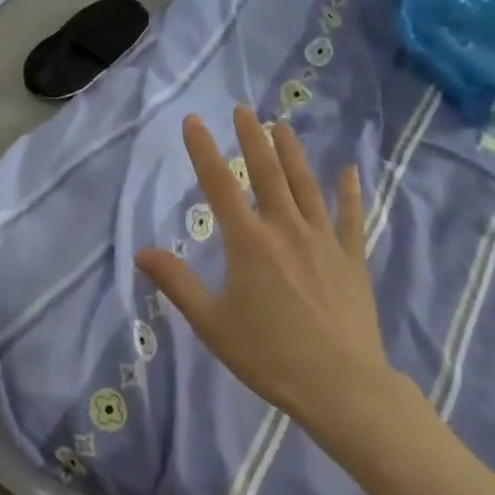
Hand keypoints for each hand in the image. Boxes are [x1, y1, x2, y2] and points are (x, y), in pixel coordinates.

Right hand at [135, 108, 406, 454]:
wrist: (340, 384)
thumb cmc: (268, 354)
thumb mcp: (211, 322)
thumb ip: (176, 283)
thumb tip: (142, 252)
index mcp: (248, 242)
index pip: (219, 185)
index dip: (204, 150)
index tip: (194, 120)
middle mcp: (285, 228)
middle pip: (266, 173)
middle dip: (252, 139)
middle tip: (244, 110)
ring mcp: (323, 240)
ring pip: (306, 185)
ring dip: (292, 153)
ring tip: (282, 126)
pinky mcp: (351, 258)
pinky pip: (350, 216)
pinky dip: (349, 191)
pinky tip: (349, 170)